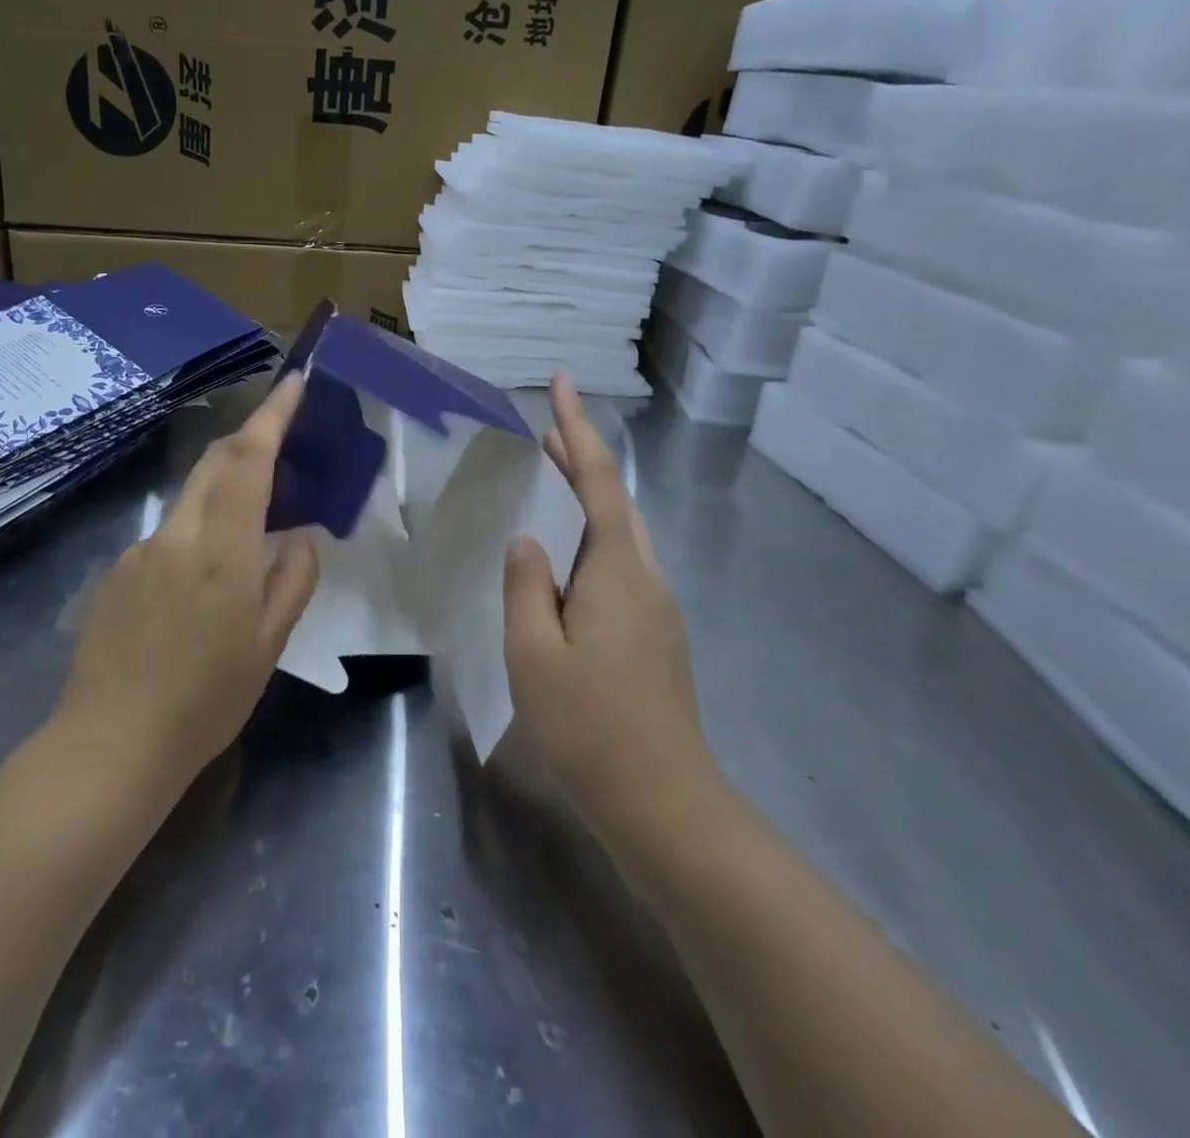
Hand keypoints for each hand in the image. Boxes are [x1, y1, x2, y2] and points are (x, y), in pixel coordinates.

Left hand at [56, 374, 319, 781]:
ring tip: (244, 542)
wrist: (110, 744)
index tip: (293, 383)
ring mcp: (138, 551)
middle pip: (213, 464)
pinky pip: (165, 538)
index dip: (272, 416)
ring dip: (221, 497)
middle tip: (280, 443)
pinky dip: (192, 540)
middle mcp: (176, 535)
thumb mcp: (269, 646)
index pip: (248, 460)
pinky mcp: (115, 573)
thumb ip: (291, 580)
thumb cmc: (205, 700)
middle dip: (248, 440)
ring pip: (189, 502)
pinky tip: (195, 594)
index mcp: (221, 549)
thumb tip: (300, 535)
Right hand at [502, 374, 720, 833]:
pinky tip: (563, 561)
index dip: (578, 431)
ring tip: (549, 482)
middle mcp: (646, 579)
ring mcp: (657, 610)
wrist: (663, 805)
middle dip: (582, 461)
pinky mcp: (654, 636)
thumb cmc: (591, 727)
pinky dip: (591, 541)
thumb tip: (528, 541)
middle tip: (543, 433)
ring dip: (587, 500)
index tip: (563, 385)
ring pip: (621, 535)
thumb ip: (526, 588)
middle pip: (616, 502)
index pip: (600, 482)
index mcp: (618, 572)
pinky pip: (619, 566)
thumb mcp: (534, 655)